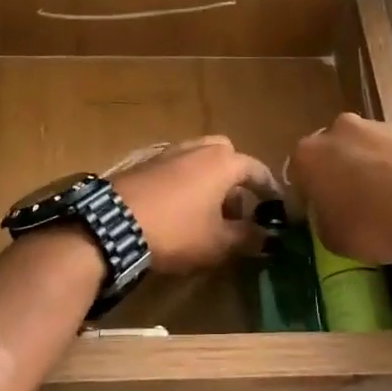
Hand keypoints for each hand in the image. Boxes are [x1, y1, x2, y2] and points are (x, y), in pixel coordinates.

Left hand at [112, 137, 280, 276]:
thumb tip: (269, 238)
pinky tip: (180, 208)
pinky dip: (186, 181)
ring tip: (209, 211)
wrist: (114, 224)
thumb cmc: (176, 230)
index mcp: (223, 162)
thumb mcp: (217, 242)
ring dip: (210, 179)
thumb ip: (247, 237)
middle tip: (237, 207)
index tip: (277, 208)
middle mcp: (199, 148)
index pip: (257, 170)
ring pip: (200, 159)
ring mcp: (169, 152)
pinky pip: (177, 166)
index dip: (270, 190)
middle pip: (227, 155)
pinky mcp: (145, 162)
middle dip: (236, 178)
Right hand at [289, 115, 391, 269]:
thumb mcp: (333, 239)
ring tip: (386, 200)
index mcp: (309, 154)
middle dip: (335, 174)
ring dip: (366, 168)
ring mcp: (377, 125)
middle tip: (350, 205)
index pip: (296, 175)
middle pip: (329, 153)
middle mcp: (338, 129)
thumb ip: (321, 218)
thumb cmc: (376, 226)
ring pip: (362, 148)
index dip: (305, 198)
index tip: (316, 216)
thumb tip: (327, 211)